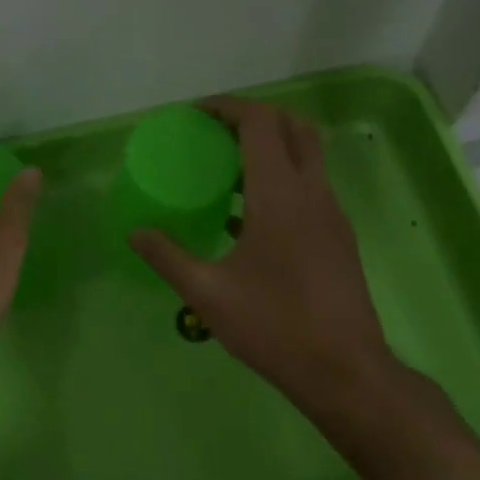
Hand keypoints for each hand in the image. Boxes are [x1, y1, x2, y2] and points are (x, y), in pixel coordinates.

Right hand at [130, 97, 402, 412]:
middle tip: (214, 133)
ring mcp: (332, 214)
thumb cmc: (273, 326)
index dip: (229, 108)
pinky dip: (281, 178)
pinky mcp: (338, 236)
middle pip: (293, 127)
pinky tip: (246, 215)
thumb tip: (135, 233)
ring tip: (224, 170)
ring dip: (270, 148)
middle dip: (254, 118)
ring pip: (307, 156)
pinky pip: (310, 186)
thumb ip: (167, 256)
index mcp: (280, 196)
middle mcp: (312, 193)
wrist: (344, 371)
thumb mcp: (206, 293)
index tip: (197, 114)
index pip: (261, 124)